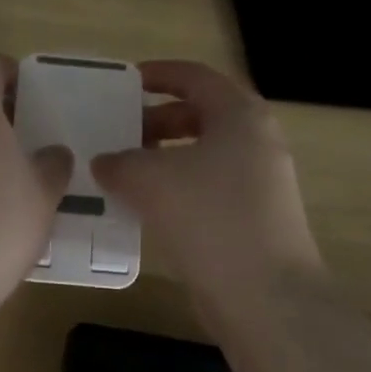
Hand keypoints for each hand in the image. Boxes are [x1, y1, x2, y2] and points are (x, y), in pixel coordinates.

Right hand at [92, 61, 323, 306]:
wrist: (266, 297)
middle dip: (157, 120)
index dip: (158, 74)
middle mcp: (257, 140)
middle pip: (201, 114)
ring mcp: (262, 182)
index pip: (195, 76)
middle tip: (120, 131)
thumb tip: (105, 162)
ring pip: (204, 154)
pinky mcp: (257, 217)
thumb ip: (120, 162)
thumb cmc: (209, 217)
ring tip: (126, 171)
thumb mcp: (149, 179)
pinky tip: (148, 207)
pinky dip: (178, 187)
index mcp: (239, 115)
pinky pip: (210, 186)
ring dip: (164, 157)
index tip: (125, 82)